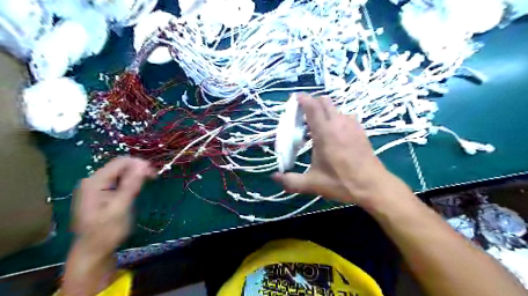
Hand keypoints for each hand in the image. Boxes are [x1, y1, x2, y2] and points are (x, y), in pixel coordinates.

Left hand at [72, 157, 154, 253]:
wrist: (93, 251)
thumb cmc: (107, 232)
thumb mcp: (120, 208)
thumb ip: (131, 185)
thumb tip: (144, 165)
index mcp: (95, 182)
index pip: (121, 162)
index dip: (139, 164)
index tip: (154, 174)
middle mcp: (93, 180)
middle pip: (121, 165)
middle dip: (138, 169)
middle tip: (153, 179)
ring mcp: (96, 187)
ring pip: (121, 172)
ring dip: (136, 176)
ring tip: (148, 184)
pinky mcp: (101, 193)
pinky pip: (119, 180)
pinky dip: (131, 182)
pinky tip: (137, 189)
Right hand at [274, 93, 392, 204]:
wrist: (373, 186)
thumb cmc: (341, 183)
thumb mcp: (313, 184)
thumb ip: (291, 181)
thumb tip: (274, 177)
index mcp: (324, 133)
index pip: (312, 106)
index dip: (302, 99)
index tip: (294, 98)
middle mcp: (338, 124)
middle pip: (324, 101)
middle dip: (312, 102)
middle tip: (303, 115)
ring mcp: (352, 125)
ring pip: (336, 108)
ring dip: (325, 111)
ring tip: (318, 126)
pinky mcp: (360, 130)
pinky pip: (345, 116)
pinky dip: (336, 118)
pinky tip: (334, 133)